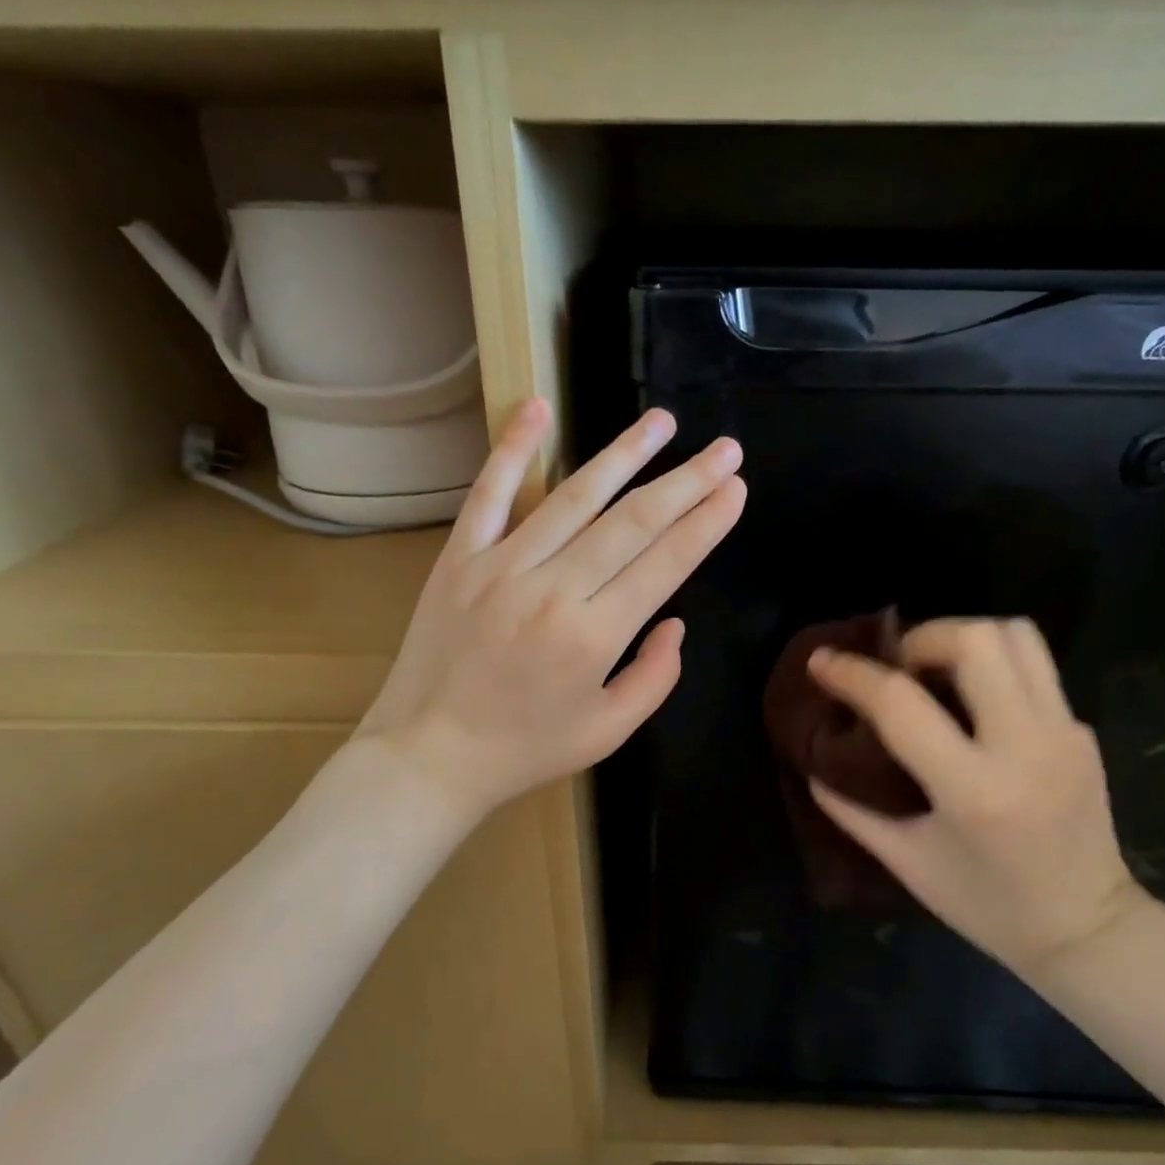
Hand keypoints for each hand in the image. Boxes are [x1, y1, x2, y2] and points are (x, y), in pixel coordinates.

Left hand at [357, 398, 745, 817]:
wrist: (428, 756)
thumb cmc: (525, 750)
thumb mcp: (608, 732)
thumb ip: (655, 678)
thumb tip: (675, 621)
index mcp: (594, 636)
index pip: (665, 564)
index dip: (706, 523)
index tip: (736, 489)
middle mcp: (553, 589)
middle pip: (632, 522)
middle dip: (686, 481)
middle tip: (726, 450)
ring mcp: (501, 566)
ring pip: (573, 497)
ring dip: (623, 454)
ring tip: (662, 422)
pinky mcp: (459, 558)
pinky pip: (489, 493)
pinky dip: (511, 448)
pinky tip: (538, 408)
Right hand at [808, 617, 1146, 977]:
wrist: (1087, 930)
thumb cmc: (988, 907)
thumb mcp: (908, 863)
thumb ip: (852, 810)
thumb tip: (812, 765)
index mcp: (974, 790)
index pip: (902, 705)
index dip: (853, 675)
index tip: (822, 662)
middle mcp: (1026, 747)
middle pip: (976, 641)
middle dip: (921, 637)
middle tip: (897, 667)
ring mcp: (1064, 733)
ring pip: (1017, 635)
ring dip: (964, 637)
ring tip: (935, 668)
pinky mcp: (1083, 730)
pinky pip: (1035, 667)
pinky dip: (993, 665)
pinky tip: (972, 702)